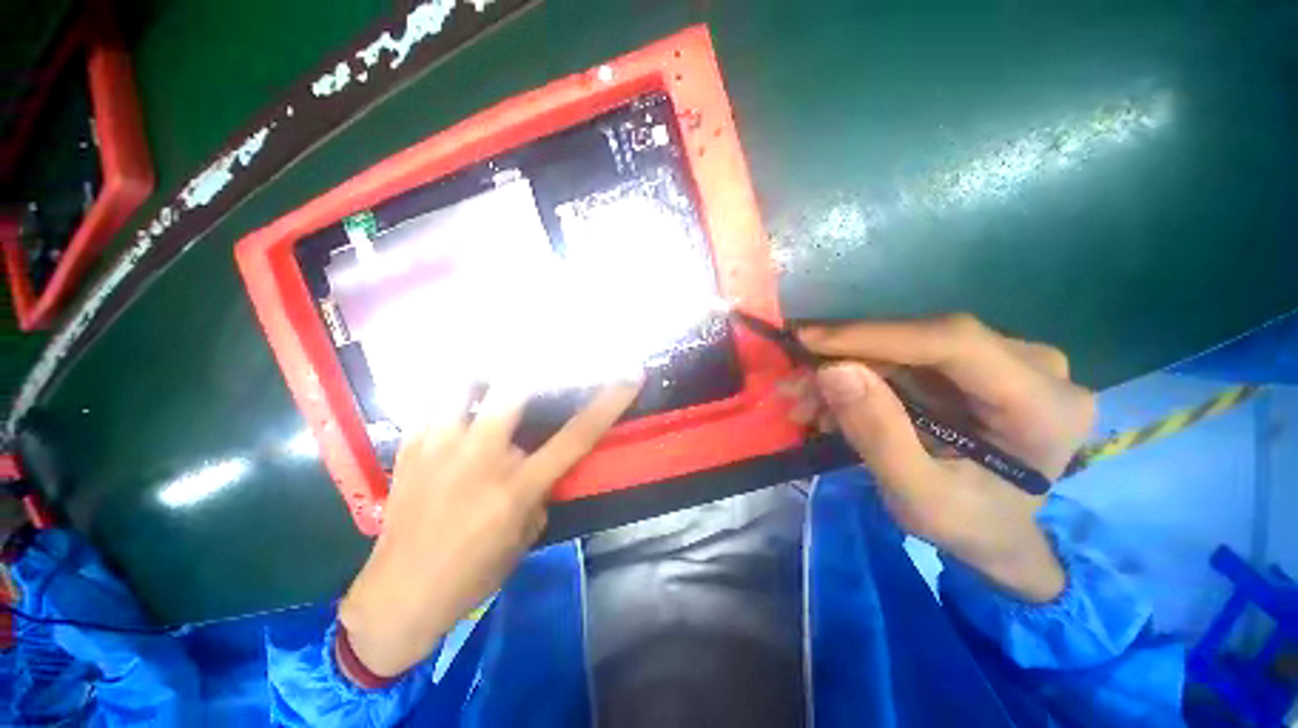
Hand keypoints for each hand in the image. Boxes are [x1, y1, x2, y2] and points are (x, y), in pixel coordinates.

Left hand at [338, 379, 642, 677]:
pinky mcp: (410, 449)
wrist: (398, 596)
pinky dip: (452, 397)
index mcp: (517, 486)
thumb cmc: (472, 576)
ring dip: (485, 375)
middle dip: (537, 368)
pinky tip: (458, 404)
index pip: (577, 435)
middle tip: (547, 359)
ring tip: (494, 378)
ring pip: (463, 385)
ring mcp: (440, 448)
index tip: (630, 376)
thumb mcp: (524, 538)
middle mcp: (481, 458)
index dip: (609, 403)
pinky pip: (432, 404)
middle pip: (513, 389)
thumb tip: (541, 465)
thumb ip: (539, 493)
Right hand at [792, 314, 1094, 601]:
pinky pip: (902, 359)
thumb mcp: (919, 498)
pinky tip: (827, 404)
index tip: (806, 341)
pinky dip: (857, 378)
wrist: (997, 534)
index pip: (954, 343)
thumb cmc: (969, 527)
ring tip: (801, 402)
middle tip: (793, 385)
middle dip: (845, 361)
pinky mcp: (972, 365)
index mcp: (1044, 406)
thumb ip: (879, 436)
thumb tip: (833, 371)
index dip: (873, 336)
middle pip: (920, 341)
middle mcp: (1034, 367)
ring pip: (902, 348)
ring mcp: (1003, 360)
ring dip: (844, 371)